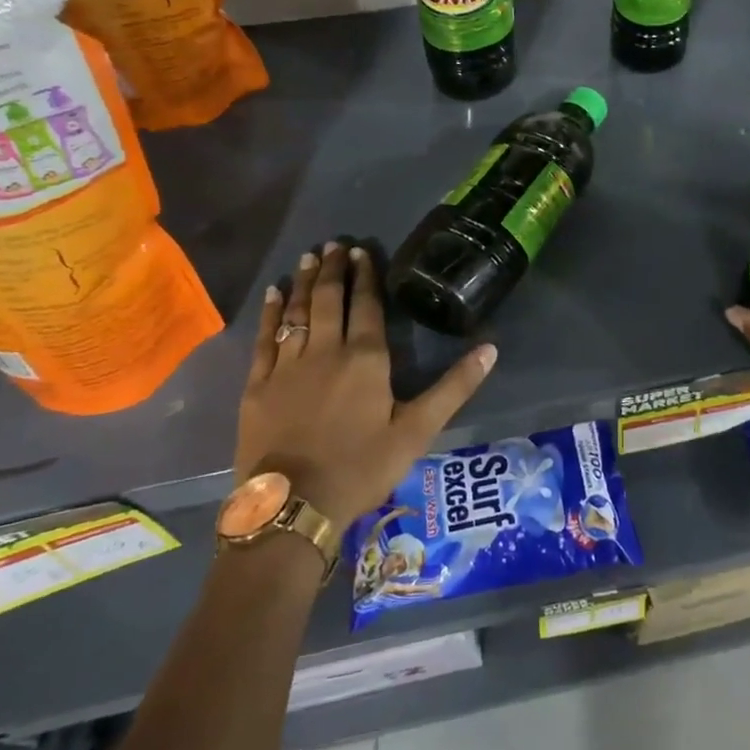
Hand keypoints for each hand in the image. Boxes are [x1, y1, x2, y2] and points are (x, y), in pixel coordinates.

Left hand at [236, 242, 496, 527]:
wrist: (293, 505)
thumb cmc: (362, 467)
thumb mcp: (418, 430)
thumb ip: (454, 387)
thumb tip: (491, 348)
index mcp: (366, 358)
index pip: (366, 305)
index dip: (365, 276)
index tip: (362, 251)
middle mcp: (326, 350)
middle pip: (328, 299)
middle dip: (333, 269)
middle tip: (334, 244)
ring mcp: (287, 365)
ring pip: (297, 311)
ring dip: (304, 281)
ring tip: (309, 256)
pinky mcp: (258, 384)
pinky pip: (265, 337)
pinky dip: (271, 311)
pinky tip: (274, 293)